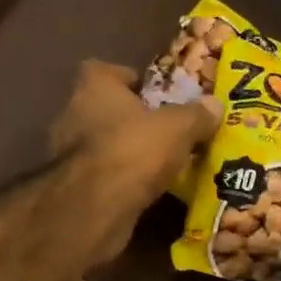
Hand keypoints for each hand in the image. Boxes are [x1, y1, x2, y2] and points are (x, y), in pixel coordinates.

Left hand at [50, 61, 221, 259]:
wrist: (96, 209)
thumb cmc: (134, 151)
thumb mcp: (178, 128)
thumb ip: (196, 115)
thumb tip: (215, 104)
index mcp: (93, 87)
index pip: (104, 70)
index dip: (129, 79)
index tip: (154, 95)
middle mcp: (72, 114)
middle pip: (103, 109)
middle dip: (129, 118)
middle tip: (161, 130)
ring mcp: (65, 154)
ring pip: (100, 144)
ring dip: (122, 151)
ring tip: (155, 162)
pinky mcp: (70, 187)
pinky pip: (98, 175)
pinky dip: (116, 179)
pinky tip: (139, 189)